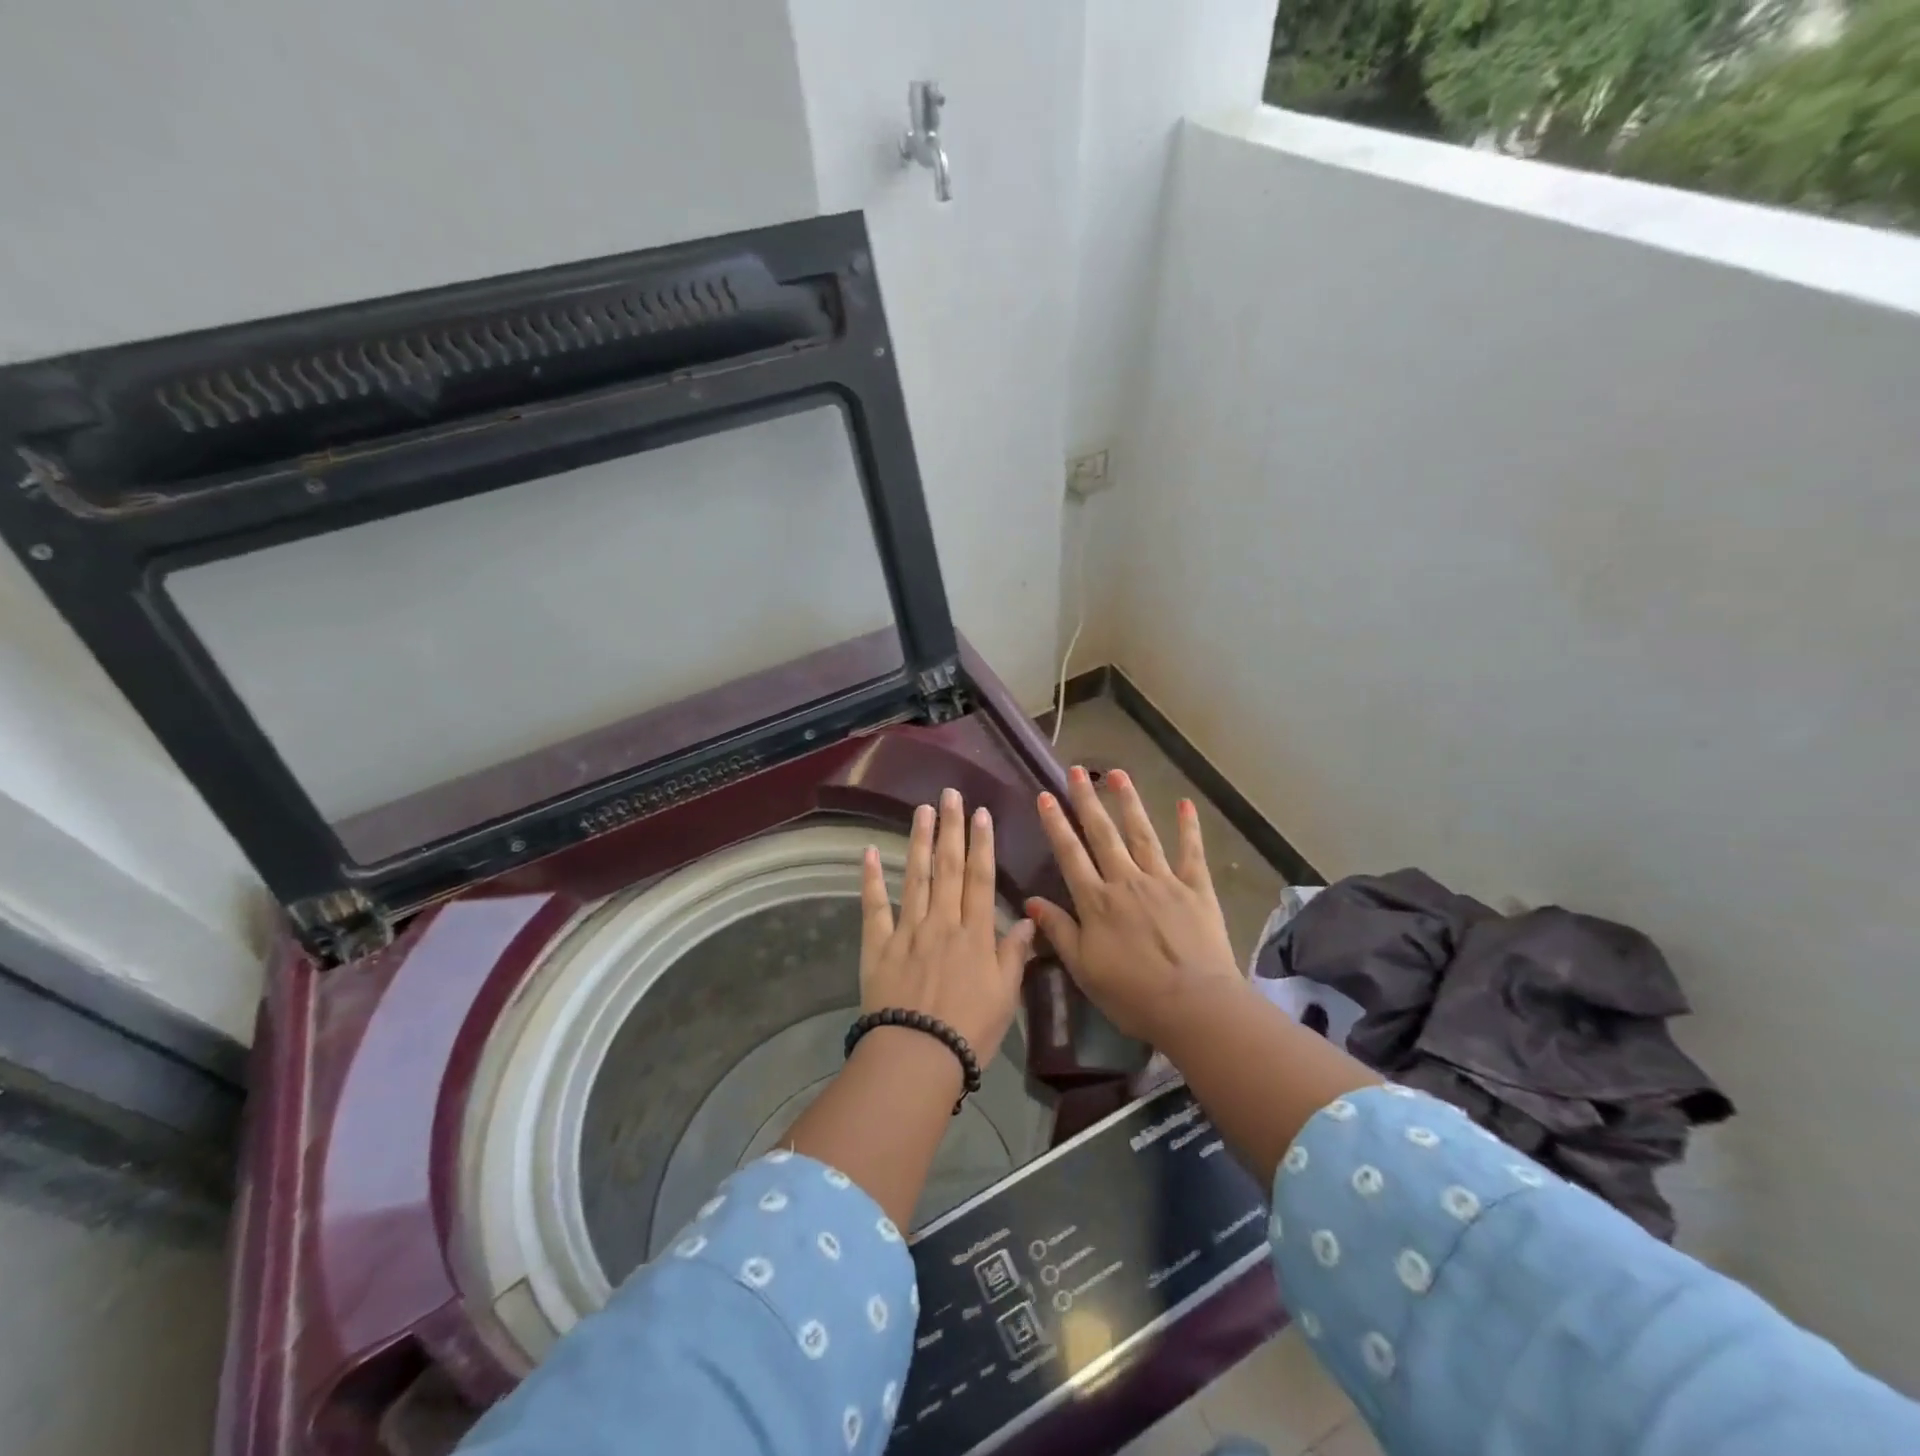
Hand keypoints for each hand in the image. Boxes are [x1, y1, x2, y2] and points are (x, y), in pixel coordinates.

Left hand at [859, 787, 1036, 1066]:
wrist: (917, 1055)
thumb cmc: (969, 1031)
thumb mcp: (1004, 996)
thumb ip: (1014, 955)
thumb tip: (1030, 920)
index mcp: (974, 934)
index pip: (981, 879)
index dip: (982, 844)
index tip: (981, 813)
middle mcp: (942, 922)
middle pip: (949, 868)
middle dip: (951, 829)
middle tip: (950, 794)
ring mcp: (908, 931)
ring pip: (915, 877)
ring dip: (919, 841)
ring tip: (921, 810)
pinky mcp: (879, 946)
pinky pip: (875, 907)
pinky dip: (871, 879)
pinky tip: (868, 852)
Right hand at [1026, 768, 1243, 1040]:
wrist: (1194, 1006)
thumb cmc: (1132, 994)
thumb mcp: (1084, 969)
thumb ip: (1059, 931)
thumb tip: (1031, 901)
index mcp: (1097, 902)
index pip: (1070, 854)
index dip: (1056, 824)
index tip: (1045, 795)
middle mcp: (1127, 881)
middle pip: (1103, 834)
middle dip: (1087, 800)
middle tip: (1077, 770)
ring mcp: (1164, 881)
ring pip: (1142, 834)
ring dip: (1128, 802)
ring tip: (1117, 774)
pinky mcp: (1196, 889)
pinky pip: (1191, 852)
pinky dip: (1189, 827)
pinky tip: (1185, 803)